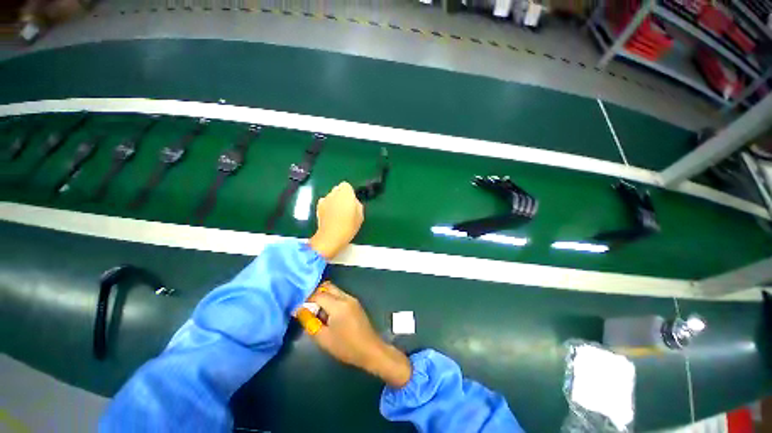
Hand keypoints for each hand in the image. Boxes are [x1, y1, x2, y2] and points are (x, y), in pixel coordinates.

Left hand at [308, 182, 363, 259]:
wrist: (331, 237)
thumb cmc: (349, 226)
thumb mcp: (360, 215)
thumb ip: (357, 204)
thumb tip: (353, 202)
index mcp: (346, 193)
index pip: (346, 185)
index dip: (349, 193)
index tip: (352, 201)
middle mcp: (333, 193)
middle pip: (337, 189)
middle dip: (341, 195)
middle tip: (346, 207)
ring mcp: (324, 199)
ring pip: (330, 196)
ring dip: (334, 201)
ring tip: (337, 213)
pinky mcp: (318, 207)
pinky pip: (325, 203)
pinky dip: (327, 207)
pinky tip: (330, 216)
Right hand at [308, 282, 411, 387]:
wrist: (370, 349)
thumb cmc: (346, 346)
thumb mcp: (323, 338)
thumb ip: (310, 322)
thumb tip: (299, 310)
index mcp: (338, 305)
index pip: (318, 294)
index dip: (306, 299)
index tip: (297, 308)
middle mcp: (346, 297)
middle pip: (328, 287)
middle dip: (315, 294)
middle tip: (306, 307)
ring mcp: (352, 299)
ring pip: (334, 290)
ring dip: (323, 296)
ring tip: (316, 312)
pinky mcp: (355, 303)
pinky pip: (340, 295)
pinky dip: (331, 300)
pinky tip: (327, 314)